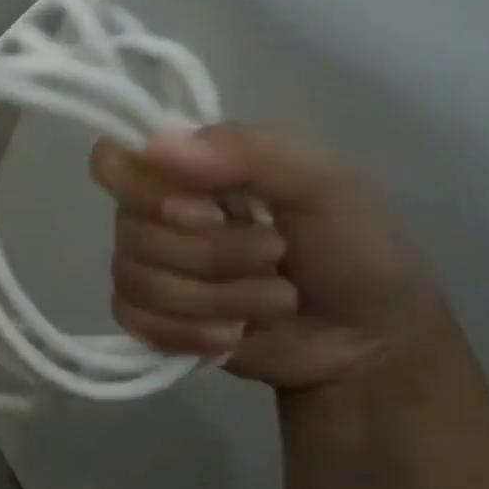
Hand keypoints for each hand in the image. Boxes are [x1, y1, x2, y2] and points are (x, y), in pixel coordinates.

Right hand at [90, 126, 454, 391]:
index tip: (208, 209)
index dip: (147, 190)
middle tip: (273, 256)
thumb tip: (154, 145)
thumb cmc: (356, 249)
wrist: (376, 344)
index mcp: (185, 171)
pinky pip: (135, 321)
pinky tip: (232, 335)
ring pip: (135, 280)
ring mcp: (149, 269)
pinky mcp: (151, 321)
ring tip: (273, 301)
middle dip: (210, 254)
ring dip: (216, 298)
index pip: (112, 164)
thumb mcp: (326, 184)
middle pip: (130, 231)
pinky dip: (189, 333)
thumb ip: (249, 152)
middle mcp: (154, 216)